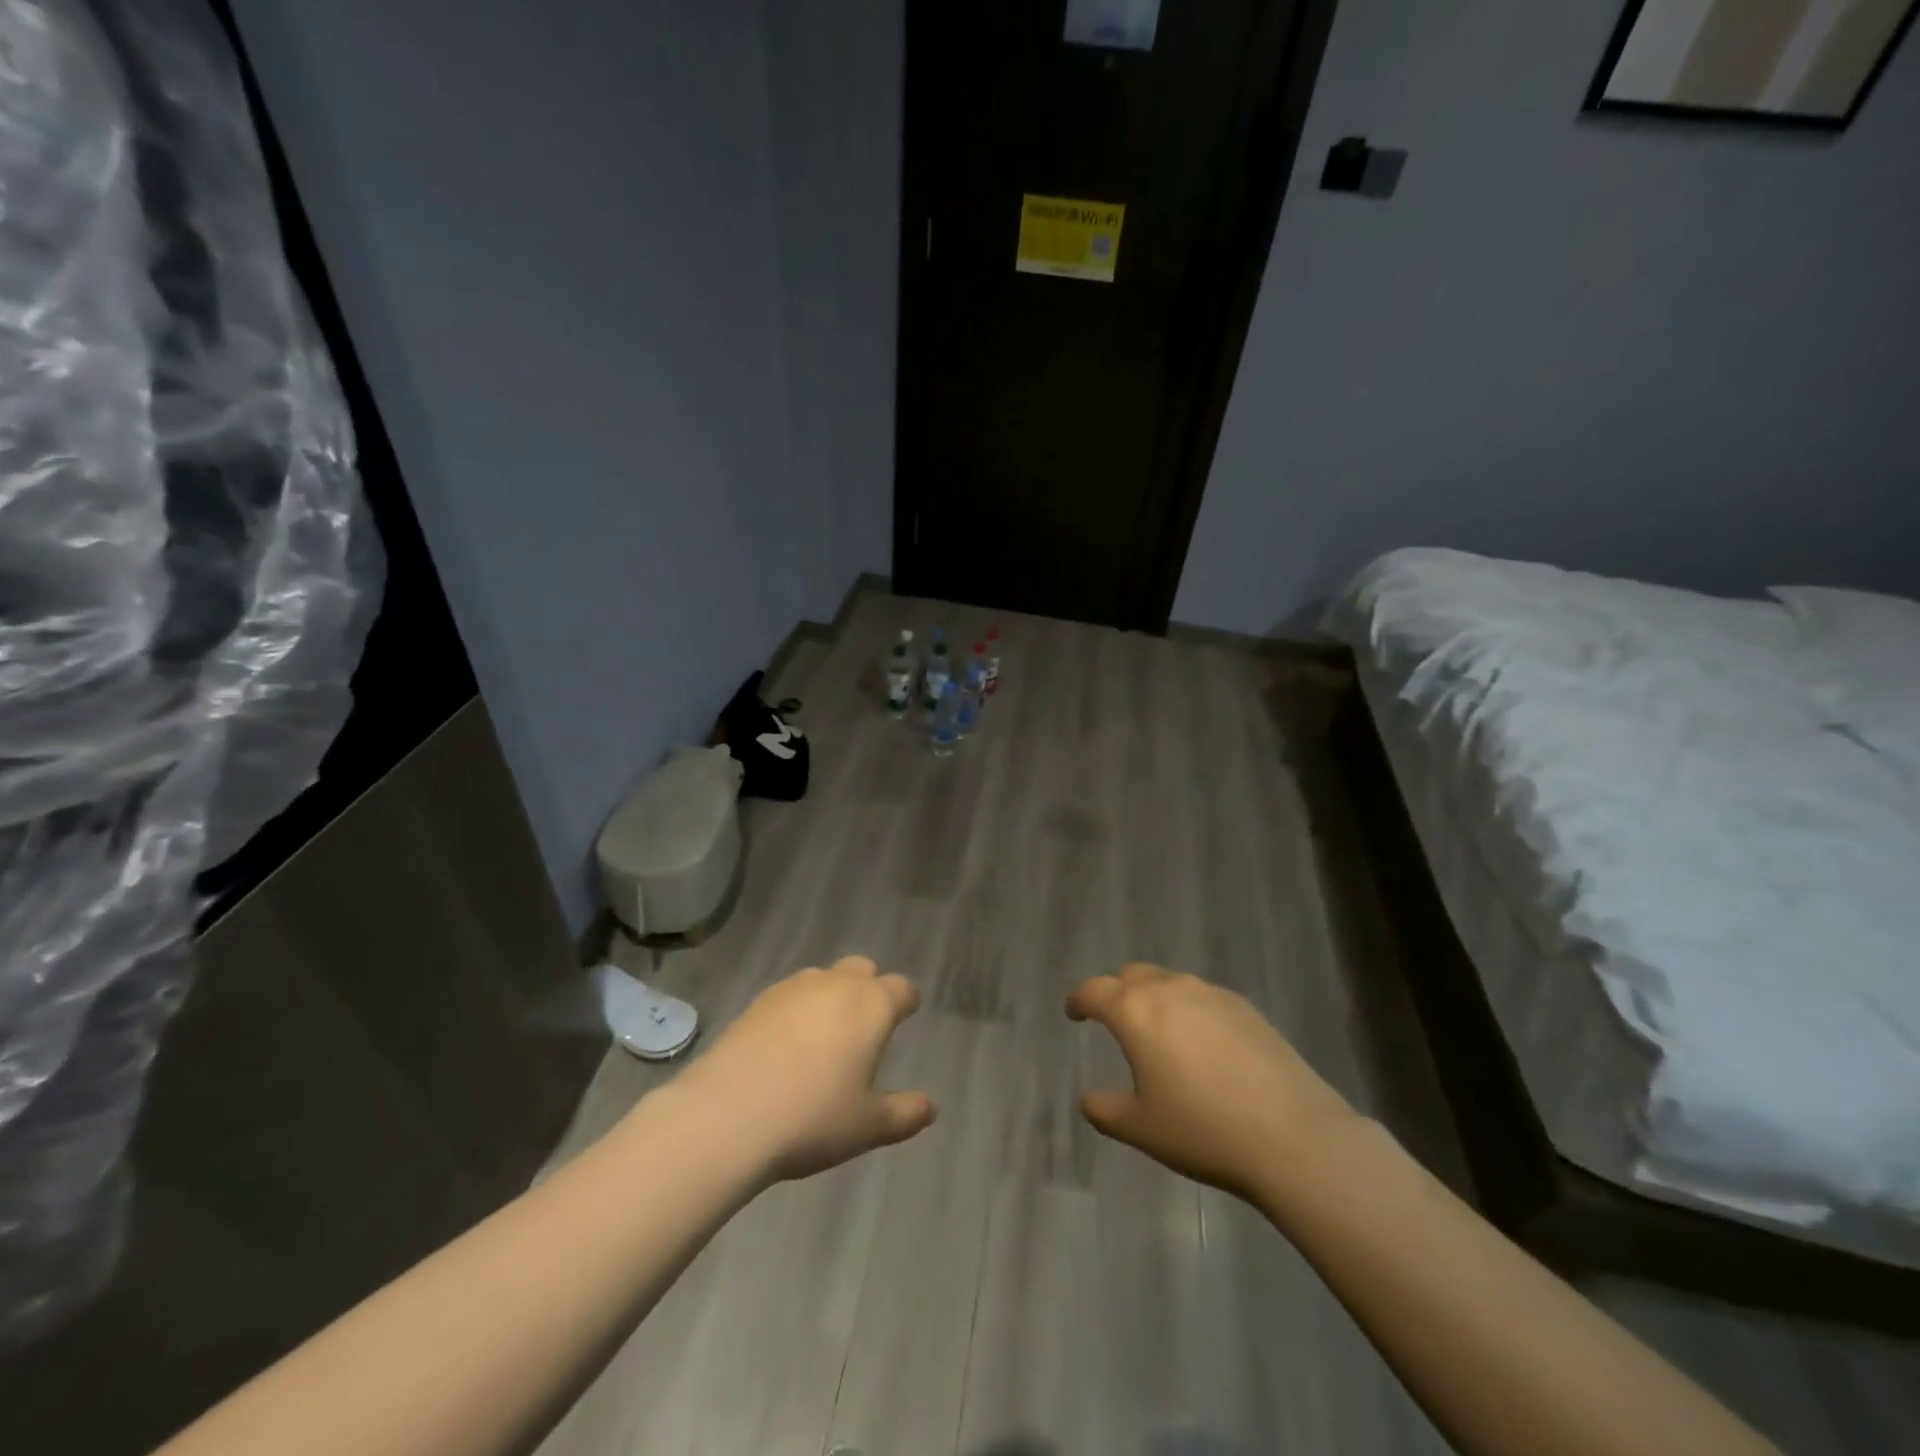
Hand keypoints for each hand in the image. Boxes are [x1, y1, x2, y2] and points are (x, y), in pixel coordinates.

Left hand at [673, 956, 935, 1183]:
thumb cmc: (812, 1118)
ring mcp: (794, 988)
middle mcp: (837, 984)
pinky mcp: (758, 1000)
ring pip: (824, 978)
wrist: (727, 1114)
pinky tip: (785, 1045)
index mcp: (872, 1006)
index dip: (907, 1003)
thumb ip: (905, 1113)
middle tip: (864, 1028)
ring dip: (831, 996)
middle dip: (869, 989)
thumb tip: (931, 1107)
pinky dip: (797, 1010)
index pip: (902, 988)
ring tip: (823, 1038)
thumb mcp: (868, 1126)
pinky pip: (790, 994)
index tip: (905, 1019)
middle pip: (863, 969)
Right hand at [1067, 964, 1355, 1201]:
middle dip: (1118, 992)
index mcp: (1135, 1012)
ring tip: (1161, 1034)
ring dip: (1156, 998)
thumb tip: (1088, 1099)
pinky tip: (1203, 1045)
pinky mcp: (1245, 1007)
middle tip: (1116, 1021)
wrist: (1292, 1135)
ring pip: (1170, 982)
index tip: (1074, 1013)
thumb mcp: (1141, 1128)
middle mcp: (1170, 990)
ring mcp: (1211, 994)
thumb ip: (1105, 1110)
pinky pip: (1203, 997)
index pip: (1095, 991)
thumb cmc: (1203, 1129)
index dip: (1079, 1000)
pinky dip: (1190, 1010)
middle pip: (1133, 975)